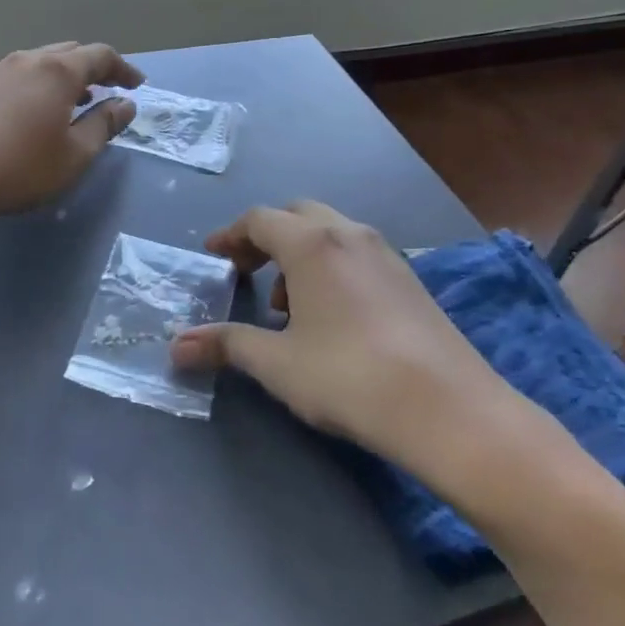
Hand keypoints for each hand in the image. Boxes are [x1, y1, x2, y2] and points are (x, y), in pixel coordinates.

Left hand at [0, 42, 143, 220]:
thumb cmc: (19, 168)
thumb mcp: (74, 155)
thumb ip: (105, 125)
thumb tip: (126, 104)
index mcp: (57, 71)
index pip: (101, 56)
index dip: (124, 69)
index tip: (137, 85)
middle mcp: (27, 59)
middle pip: (69, 52)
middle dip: (93, 69)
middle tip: (107, 92)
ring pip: (39, 61)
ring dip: (62, 76)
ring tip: (72, 102)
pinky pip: (16, 73)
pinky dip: (35, 83)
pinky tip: (31, 109)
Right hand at [172, 202, 532, 475]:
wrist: (449, 410)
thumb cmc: (349, 377)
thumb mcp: (277, 363)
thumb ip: (226, 345)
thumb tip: (176, 346)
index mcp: (312, 243)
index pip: (259, 219)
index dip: (230, 235)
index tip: (212, 256)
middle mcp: (349, 235)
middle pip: (296, 215)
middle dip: (265, 238)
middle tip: (246, 273)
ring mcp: (386, 254)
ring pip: (331, 233)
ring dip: (300, 254)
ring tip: (287, 305)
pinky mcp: (410, 279)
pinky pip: (356, 254)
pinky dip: (331, 267)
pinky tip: (331, 316)